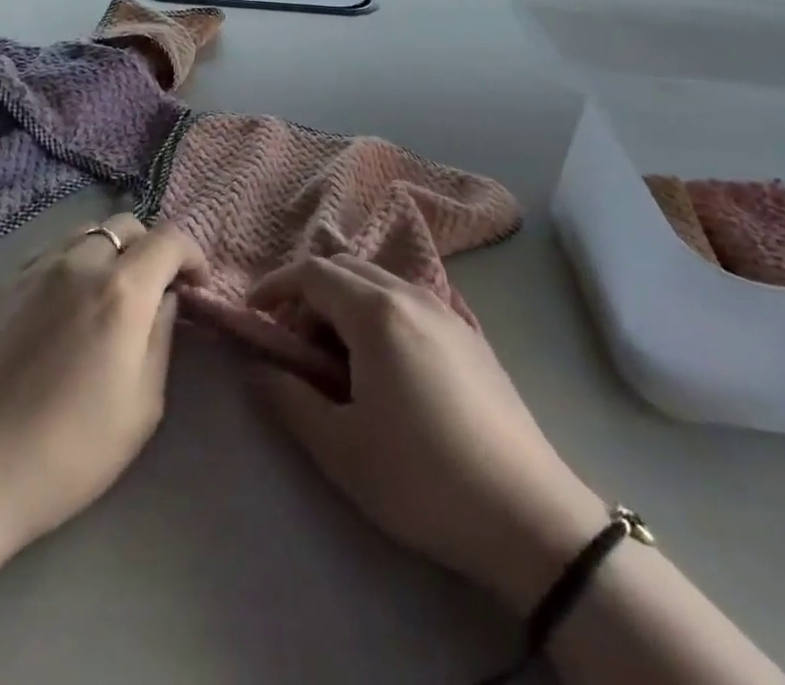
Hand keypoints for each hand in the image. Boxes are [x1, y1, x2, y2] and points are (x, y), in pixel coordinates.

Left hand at [0, 214, 206, 556]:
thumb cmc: (68, 450)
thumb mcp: (142, 406)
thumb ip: (161, 338)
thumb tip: (164, 300)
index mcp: (121, 290)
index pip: (169, 239)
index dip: (191, 254)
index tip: (195, 285)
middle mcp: (79, 263)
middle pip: (126, 225)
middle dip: (150, 248)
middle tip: (151, 291)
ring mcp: (34, 268)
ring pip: (85, 233)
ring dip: (109, 252)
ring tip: (105, 295)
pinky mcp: (1, 284)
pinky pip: (49, 255)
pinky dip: (70, 266)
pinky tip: (61, 309)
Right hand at [249, 255, 606, 613]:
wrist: (530, 516)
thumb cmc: (422, 478)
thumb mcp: (340, 448)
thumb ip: (288, 399)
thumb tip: (257, 370)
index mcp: (376, 312)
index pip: (312, 273)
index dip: (276, 286)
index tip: (254, 314)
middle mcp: (411, 294)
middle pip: (346, 268)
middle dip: (309, 294)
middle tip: (294, 343)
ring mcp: (447, 311)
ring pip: (380, 283)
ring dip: (345, 304)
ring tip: (337, 359)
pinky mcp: (471, 335)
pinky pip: (409, 302)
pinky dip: (379, 314)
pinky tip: (385, 366)